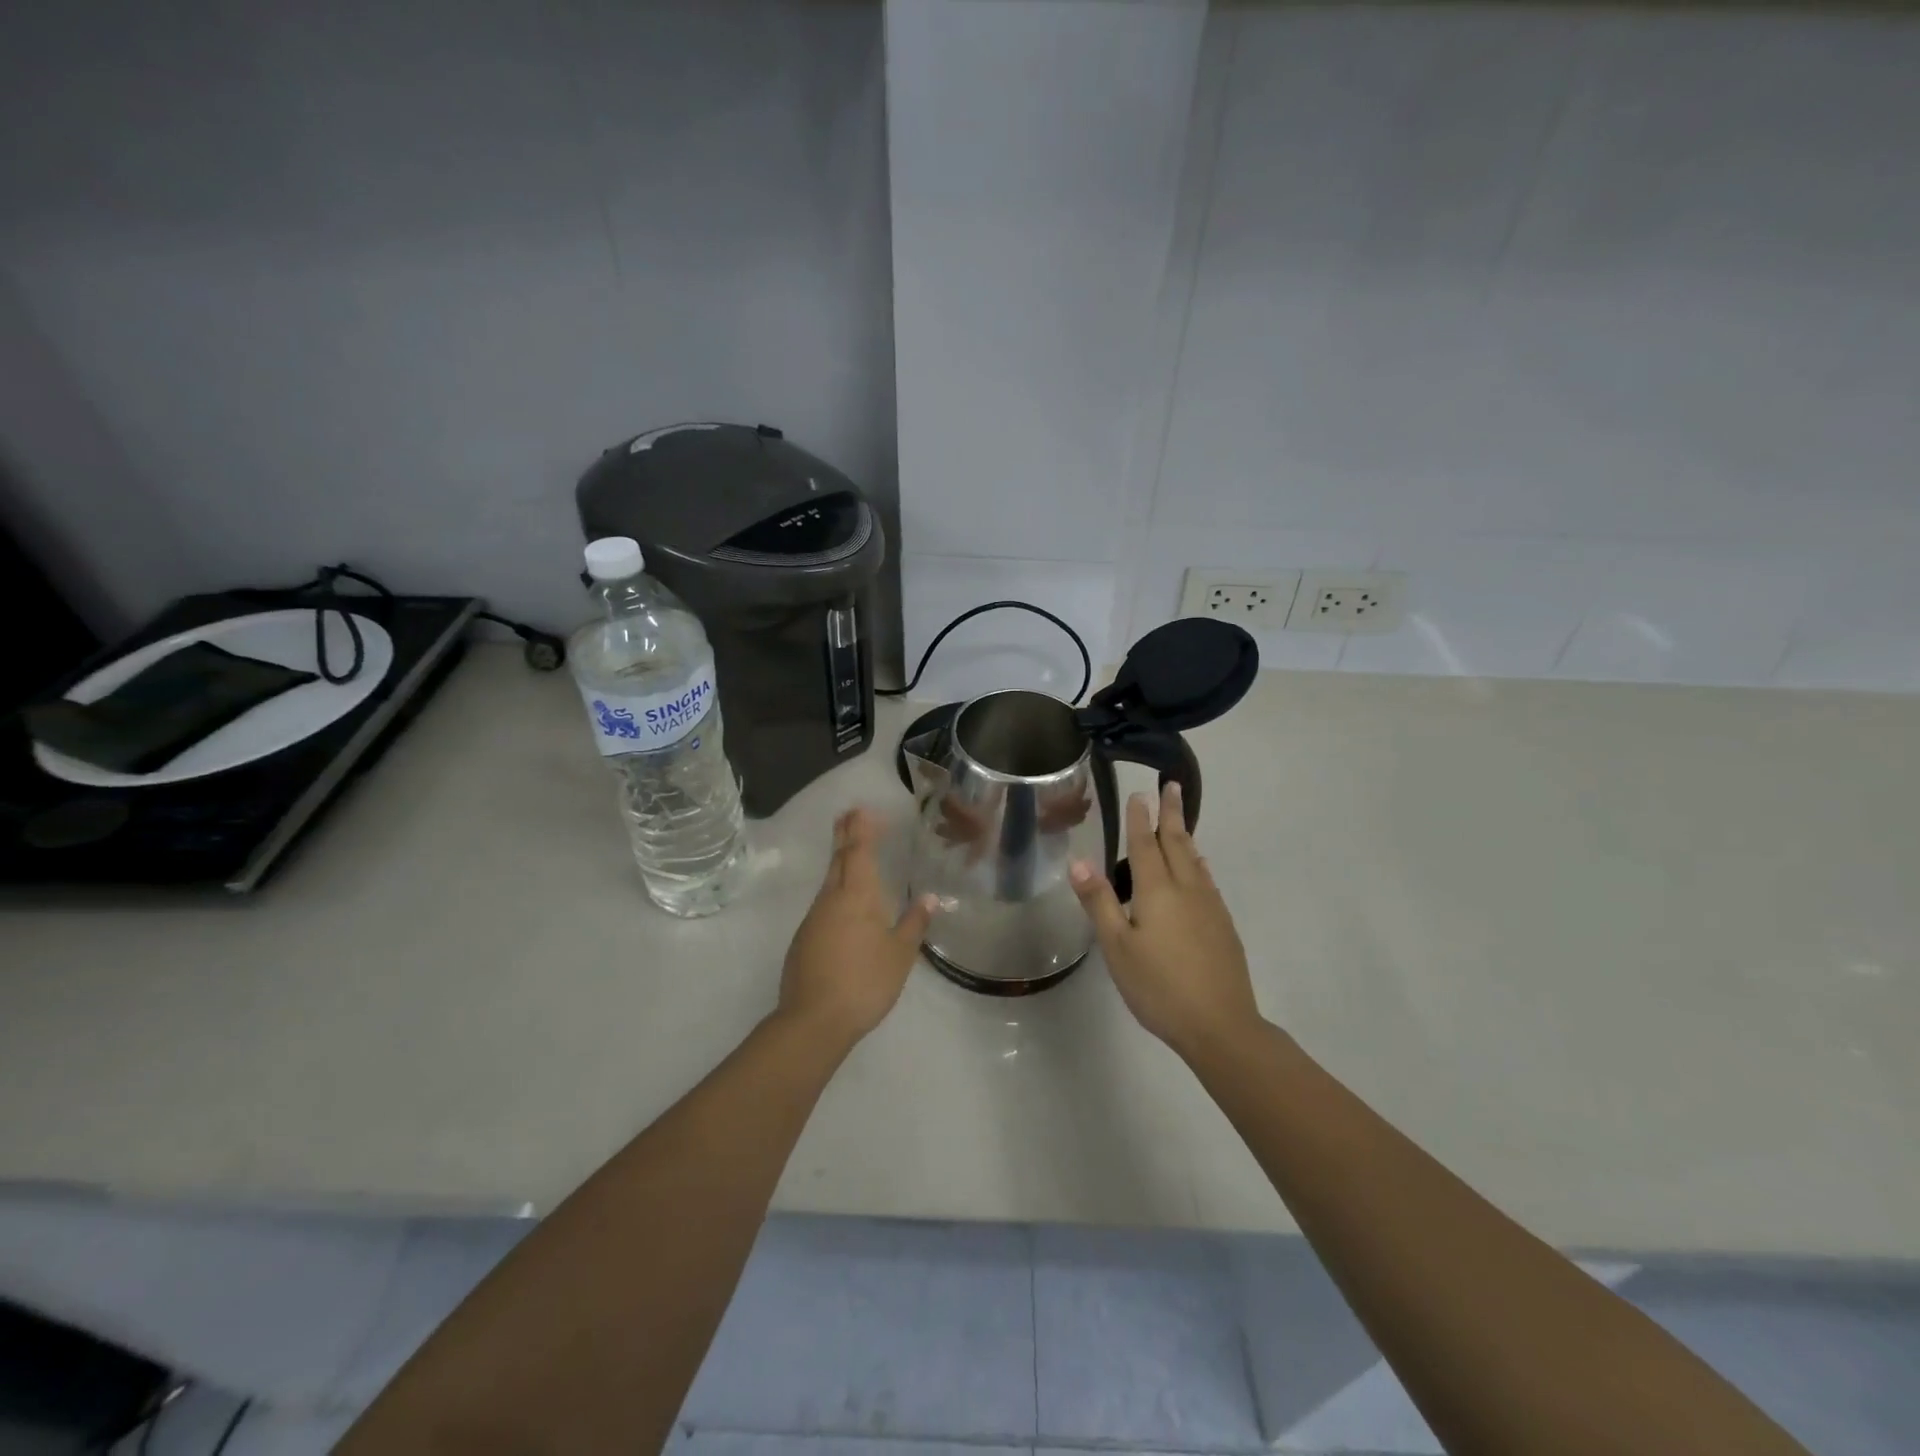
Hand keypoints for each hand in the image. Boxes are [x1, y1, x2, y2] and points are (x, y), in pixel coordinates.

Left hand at [778, 808, 937, 1048]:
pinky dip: (835, 891)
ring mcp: (813, 919)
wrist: (814, 1020)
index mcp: (857, 896)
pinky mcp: (804, 940)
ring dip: (839, 863)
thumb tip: (930, 897)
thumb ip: (914, 923)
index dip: (861, 829)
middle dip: (844, 836)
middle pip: (838, 860)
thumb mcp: (900, 954)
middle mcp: (831, 900)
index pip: (858, 852)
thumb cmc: (865, 981)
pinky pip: (823, 904)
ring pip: (828, 882)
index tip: (861, 809)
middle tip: (848, 815)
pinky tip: (844, 904)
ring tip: (850, 854)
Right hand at [1069, 782, 1259, 1057]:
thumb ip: (1100, 902)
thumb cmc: (1160, 987)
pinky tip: (1199, 871)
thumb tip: (1078, 860)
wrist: (1221, 1025)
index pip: (1145, 845)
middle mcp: (1187, 889)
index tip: (1140, 793)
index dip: (1141, 818)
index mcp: (1158, 891)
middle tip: (1173, 786)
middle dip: (1172, 814)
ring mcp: (1210, 907)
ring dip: (1186, 836)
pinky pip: (1207, 881)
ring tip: (1181, 822)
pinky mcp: (1223, 926)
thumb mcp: (1118, 947)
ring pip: (1196, 861)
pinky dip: (1198, 864)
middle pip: (1178, 843)